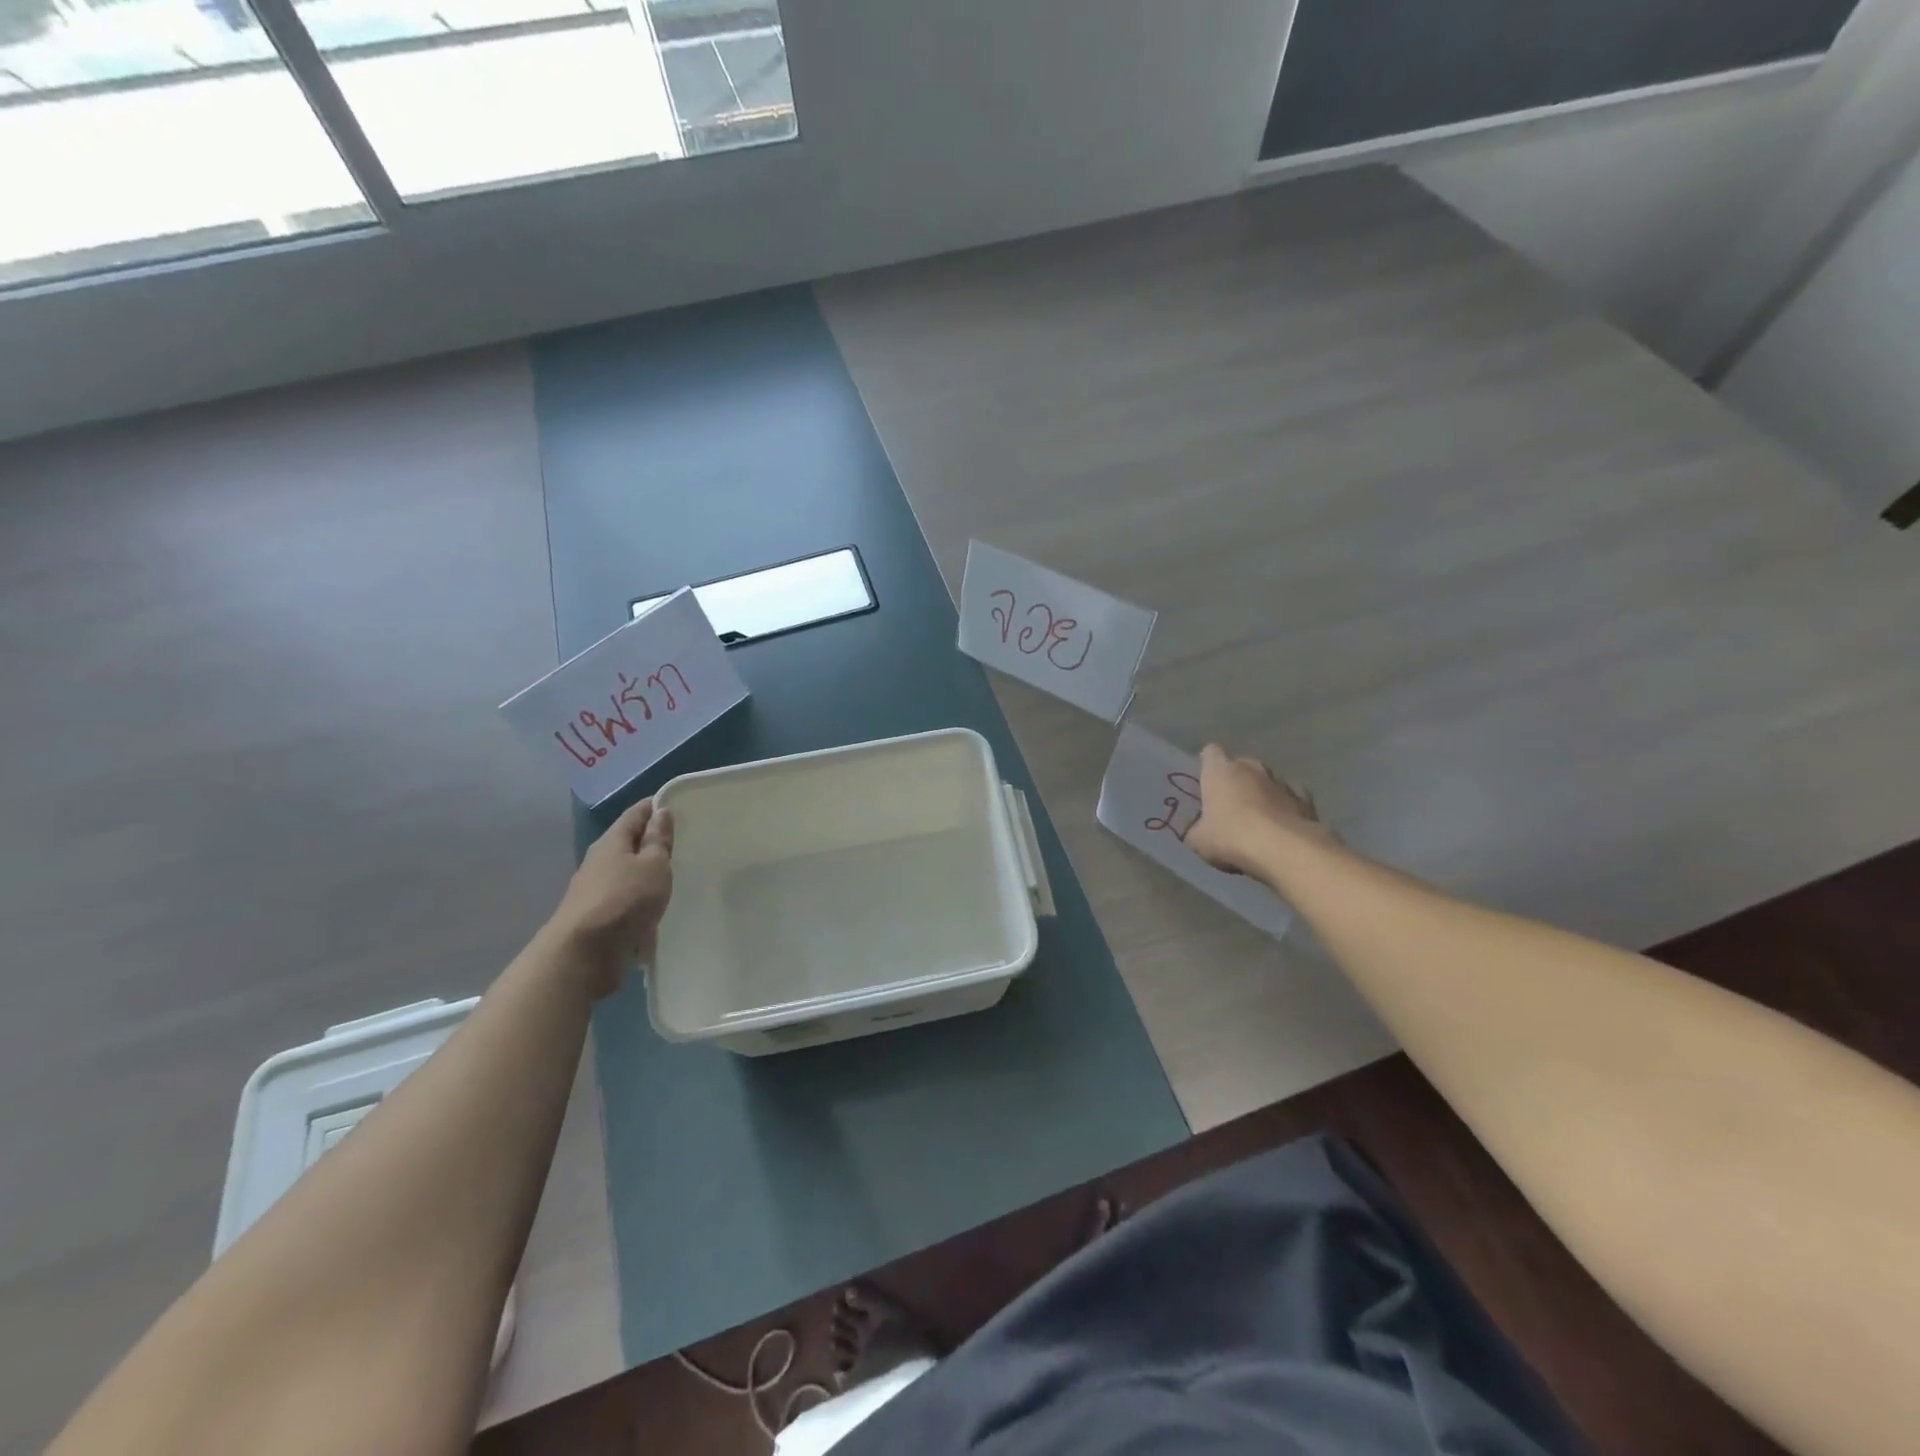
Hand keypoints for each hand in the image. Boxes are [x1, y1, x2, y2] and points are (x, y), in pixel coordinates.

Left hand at [547, 798, 674, 995]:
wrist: (583, 954)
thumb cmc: (624, 900)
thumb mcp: (653, 865)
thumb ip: (658, 840)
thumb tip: (661, 812)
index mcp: (612, 841)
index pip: (636, 813)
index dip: (655, 806)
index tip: (678, 805)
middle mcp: (599, 861)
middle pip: (628, 842)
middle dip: (652, 840)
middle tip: (683, 841)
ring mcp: (595, 891)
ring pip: (626, 873)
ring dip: (646, 873)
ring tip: (673, 876)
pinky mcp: (598, 918)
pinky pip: (624, 900)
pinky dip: (639, 899)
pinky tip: (655, 908)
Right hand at [1187, 743, 1323, 876]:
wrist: (1282, 849)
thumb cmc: (1230, 837)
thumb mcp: (1198, 840)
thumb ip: (1197, 829)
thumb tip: (1199, 830)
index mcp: (1219, 771)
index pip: (1210, 753)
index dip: (1207, 765)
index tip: (1205, 780)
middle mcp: (1250, 768)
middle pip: (1241, 765)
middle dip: (1236, 780)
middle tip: (1230, 804)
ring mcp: (1280, 781)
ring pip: (1267, 780)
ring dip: (1262, 793)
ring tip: (1258, 819)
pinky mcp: (1305, 799)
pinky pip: (1291, 798)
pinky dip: (1286, 807)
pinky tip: (1282, 825)